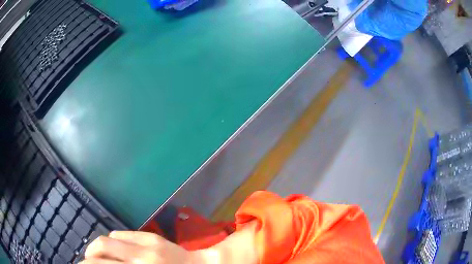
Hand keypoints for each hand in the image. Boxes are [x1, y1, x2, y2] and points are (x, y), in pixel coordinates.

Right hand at [80, 231, 205, 263]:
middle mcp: (140, 259)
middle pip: (100, 248)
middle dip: (89, 256)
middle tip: (86, 262)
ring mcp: (146, 245)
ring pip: (108, 239)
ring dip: (98, 248)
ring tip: (98, 256)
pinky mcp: (151, 236)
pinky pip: (121, 235)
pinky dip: (112, 242)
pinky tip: (114, 249)